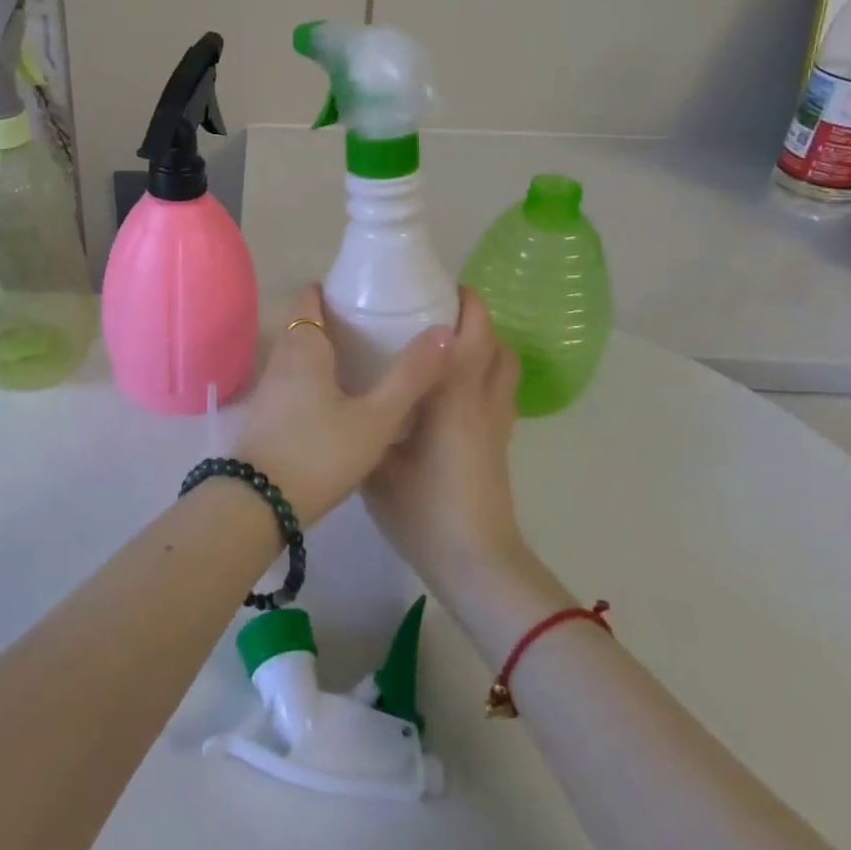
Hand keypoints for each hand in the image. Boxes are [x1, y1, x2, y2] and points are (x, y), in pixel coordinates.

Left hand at [231, 285, 451, 526]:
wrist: (259, 505)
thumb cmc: (319, 453)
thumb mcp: (374, 419)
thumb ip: (409, 376)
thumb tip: (443, 331)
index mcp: (303, 346)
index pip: (310, 297)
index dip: (334, 288)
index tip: (366, 291)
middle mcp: (281, 358)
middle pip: (306, 323)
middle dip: (336, 319)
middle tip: (377, 324)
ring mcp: (270, 387)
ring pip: (300, 353)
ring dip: (327, 349)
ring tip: (367, 358)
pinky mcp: (267, 414)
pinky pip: (295, 378)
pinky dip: (317, 375)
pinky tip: (343, 396)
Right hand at [363, 288, 528, 600]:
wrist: (475, 564)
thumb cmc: (424, 510)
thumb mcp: (377, 464)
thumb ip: (367, 425)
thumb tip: (346, 400)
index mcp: (454, 397)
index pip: (474, 335)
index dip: (466, 304)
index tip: (439, 286)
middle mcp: (483, 402)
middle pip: (498, 346)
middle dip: (476, 321)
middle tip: (437, 313)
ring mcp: (497, 425)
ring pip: (504, 370)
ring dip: (485, 348)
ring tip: (445, 346)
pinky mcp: (499, 445)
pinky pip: (499, 393)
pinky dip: (484, 375)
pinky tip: (450, 390)